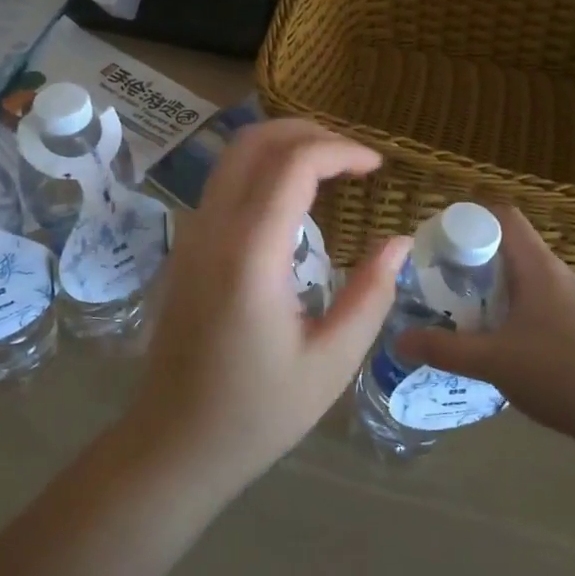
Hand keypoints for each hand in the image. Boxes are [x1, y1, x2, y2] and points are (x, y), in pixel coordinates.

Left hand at [122, 120, 410, 493]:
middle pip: (255, 141)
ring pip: (233, 156)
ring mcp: (192, 234)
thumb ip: (371, 294)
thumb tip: (400, 242)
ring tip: (331, 168)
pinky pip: (224, 182)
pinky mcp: (187, 247)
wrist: (174, 442)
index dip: (341, 150)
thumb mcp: (331, 362)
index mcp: (250, 254)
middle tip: (355, 158)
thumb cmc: (258, 412)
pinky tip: (294, 198)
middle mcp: (214, 229)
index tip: (377, 167)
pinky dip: (263, 168)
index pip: (293, 164)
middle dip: (310, 133)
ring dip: (283, 146)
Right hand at [394, 205, 574, 442]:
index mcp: (538, 267)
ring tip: (463, 309)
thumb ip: (443, 349)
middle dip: (473, 258)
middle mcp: (558, 274)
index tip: (438, 242)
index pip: (503, 217)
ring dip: (492, 286)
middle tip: (441, 280)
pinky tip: (498, 340)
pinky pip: (538, 301)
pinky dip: (512, 307)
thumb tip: (399, 339)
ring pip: (524, 276)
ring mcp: (574, 301)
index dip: (469, 219)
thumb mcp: (492, 361)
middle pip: (510, 246)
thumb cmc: (560, 374)